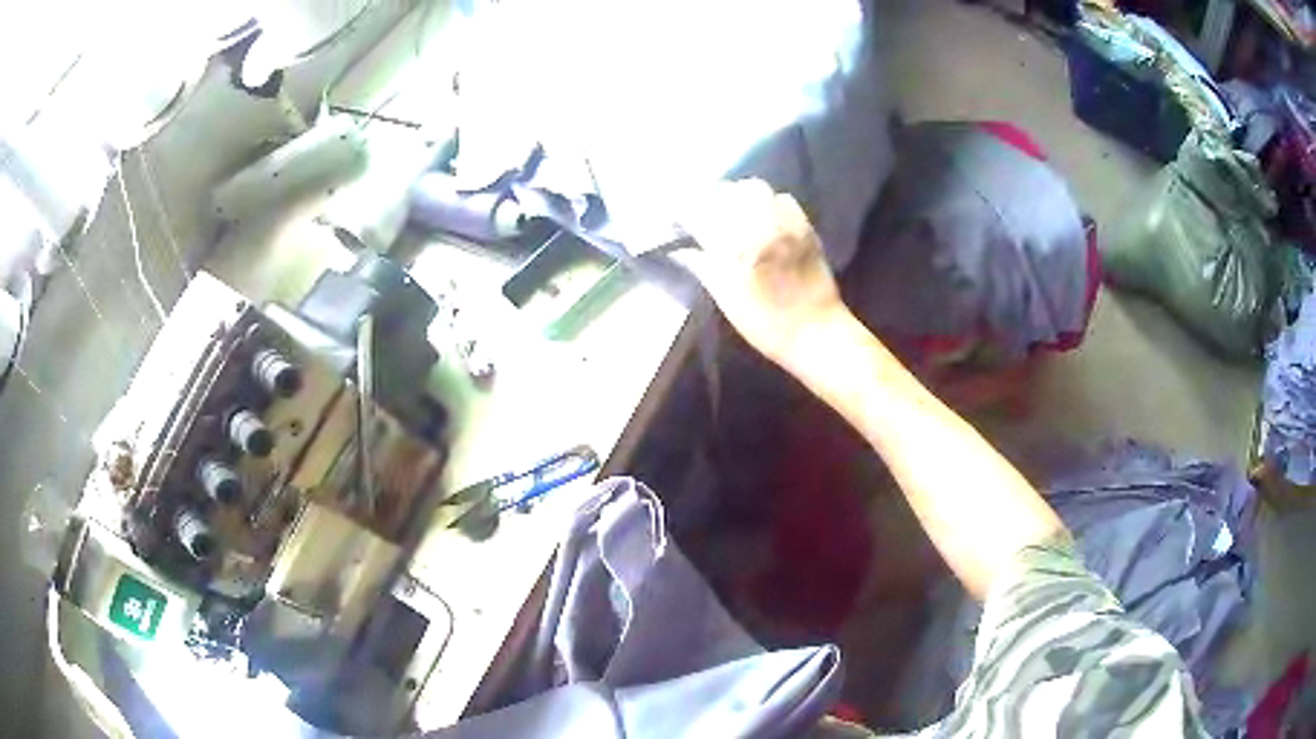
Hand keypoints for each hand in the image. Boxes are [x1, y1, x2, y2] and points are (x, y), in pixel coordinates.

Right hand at [674, 179, 847, 367]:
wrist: (816, 331)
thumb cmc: (764, 322)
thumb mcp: (725, 297)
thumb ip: (701, 265)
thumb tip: (680, 248)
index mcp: (736, 245)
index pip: (698, 212)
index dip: (682, 212)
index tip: (676, 219)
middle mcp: (761, 223)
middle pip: (726, 191)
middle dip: (709, 199)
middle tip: (702, 214)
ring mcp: (785, 220)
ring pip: (753, 188)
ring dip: (737, 195)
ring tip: (731, 212)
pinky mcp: (804, 224)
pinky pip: (780, 198)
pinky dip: (765, 201)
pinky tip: (762, 217)